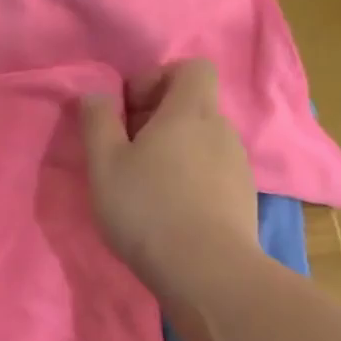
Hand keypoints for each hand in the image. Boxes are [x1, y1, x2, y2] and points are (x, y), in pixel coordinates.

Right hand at [79, 59, 259, 291]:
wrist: (206, 272)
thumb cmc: (147, 207)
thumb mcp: (104, 163)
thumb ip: (98, 121)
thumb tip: (98, 95)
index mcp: (190, 112)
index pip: (191, 68)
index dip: (157, 78)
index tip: (128, 109)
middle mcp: (221, 130)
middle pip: (192, 106)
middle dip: (156, 118)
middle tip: (124, 150)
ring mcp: (237, 166)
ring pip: (201, 141)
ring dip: (172, 150)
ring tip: (143, 184)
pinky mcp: (242, 198)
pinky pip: (211, 172)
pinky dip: (189, 178)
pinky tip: (168, 210)